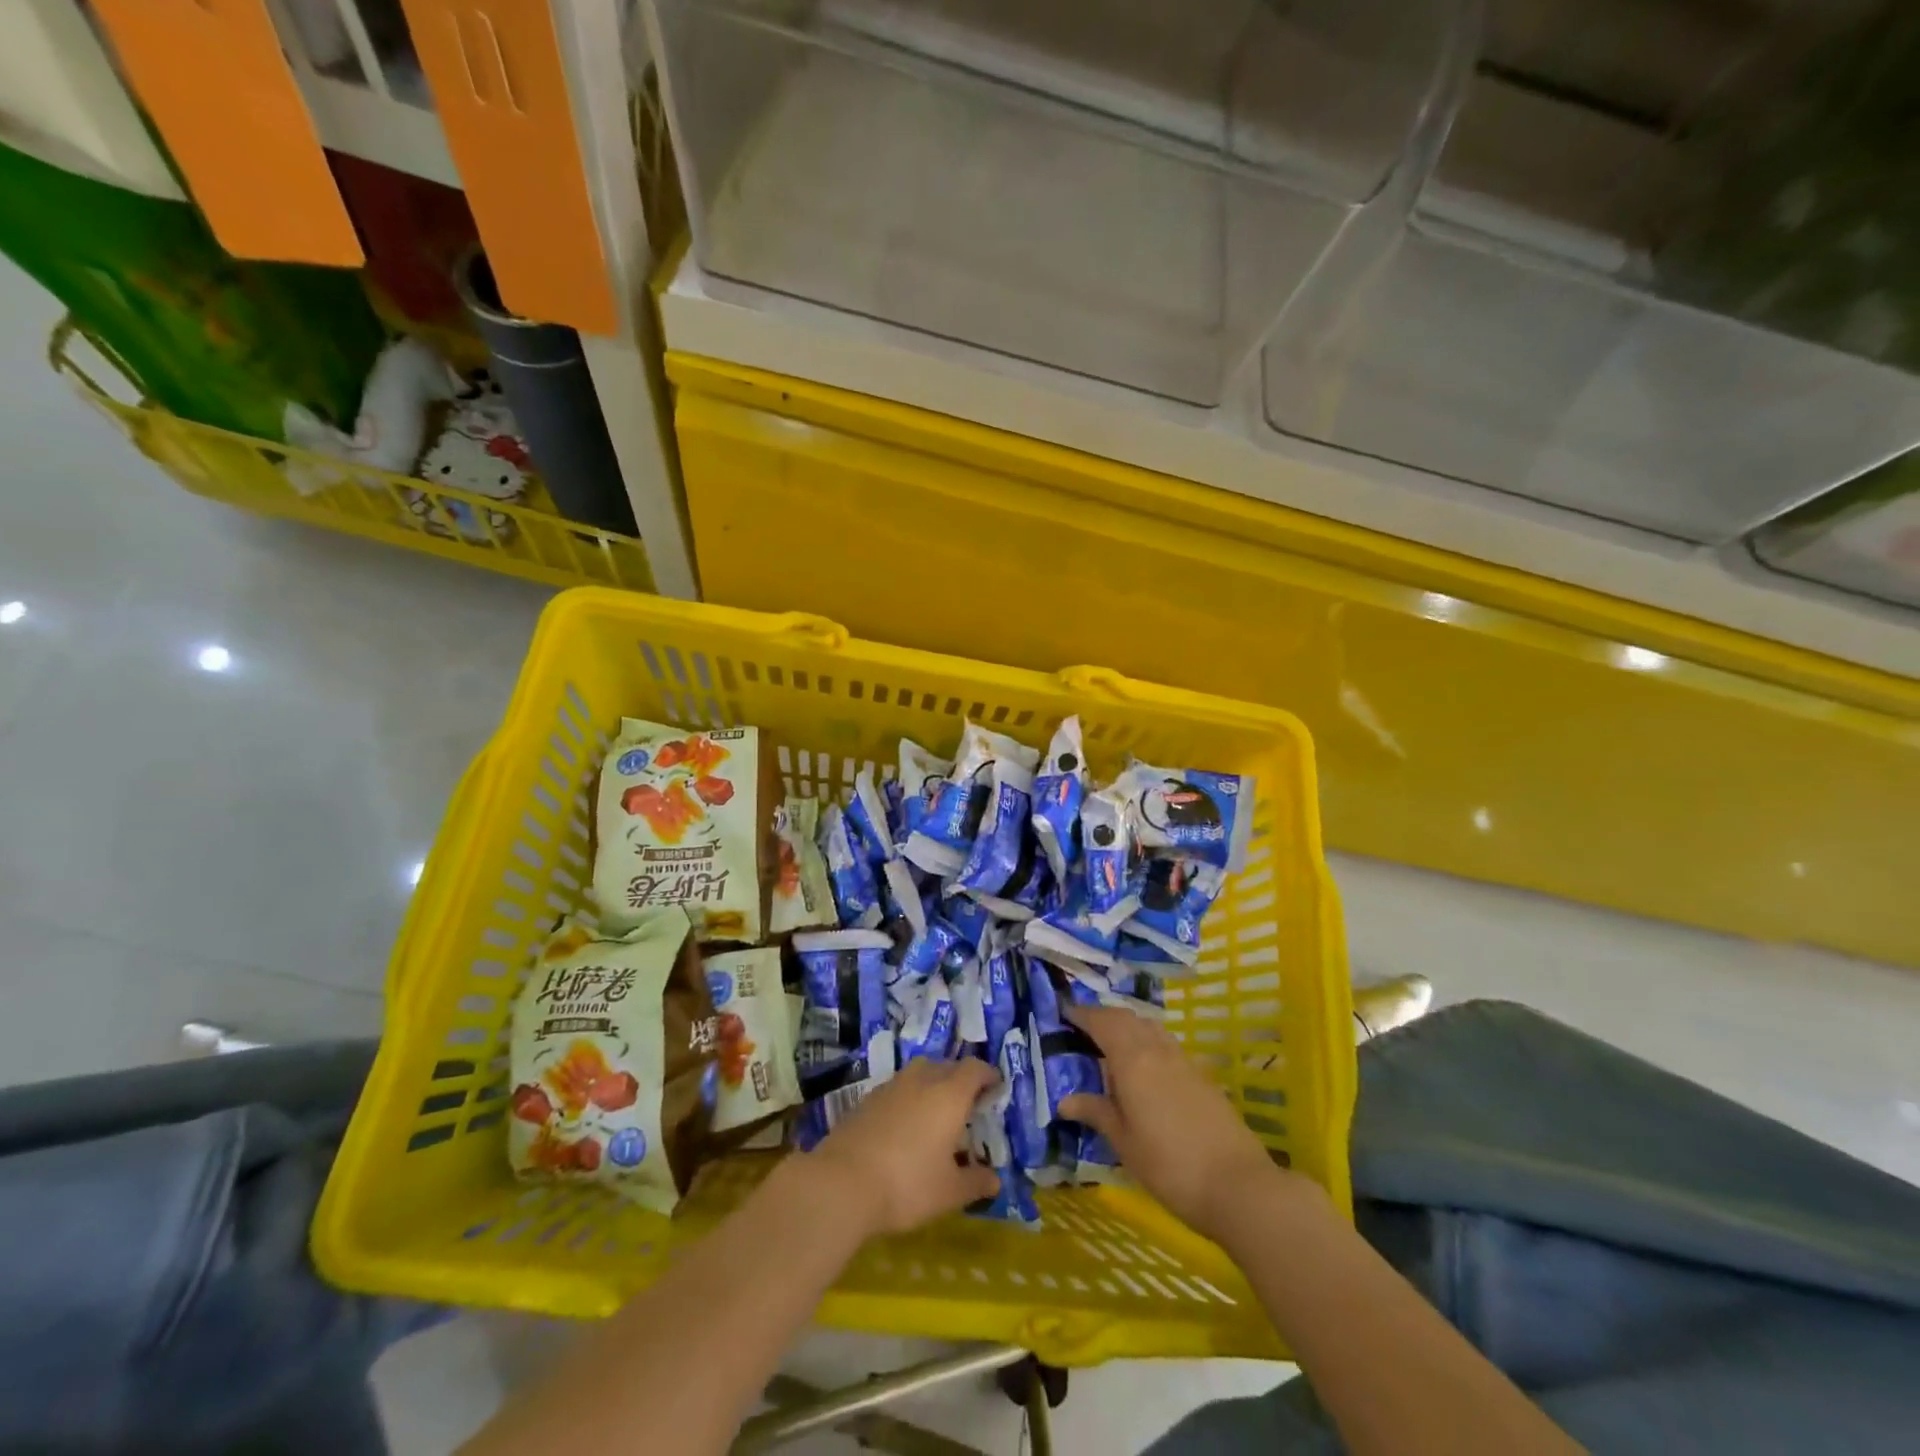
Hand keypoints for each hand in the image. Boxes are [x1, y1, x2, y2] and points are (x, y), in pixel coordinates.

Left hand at [807, 1058, 1002, 1236]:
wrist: (842, 1182)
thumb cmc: (908, 1184)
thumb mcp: (949, 1192)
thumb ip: (975, 1182)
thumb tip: (995, 1180)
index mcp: (949, 1094)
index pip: (974, 1069)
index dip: (988, 1075)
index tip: (995, 1088)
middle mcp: (922, 1080)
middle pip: (947, 1066)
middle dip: (961, 1080)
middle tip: (968, 1105)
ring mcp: (891, 1086)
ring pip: (919, 1074)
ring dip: (932, 1086)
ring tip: (936, 1114)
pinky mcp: (867, 1099)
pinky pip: (897, 1089)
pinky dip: (908, 1099)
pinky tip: (904, 1126)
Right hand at [1060, 1003, 1287, 1241]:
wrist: (1238, 1184)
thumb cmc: (1169, 1165)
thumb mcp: (1124, 1142)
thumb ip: (1096, 1112)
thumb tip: (1065, 1100)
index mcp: (1132, 1059)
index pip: (1101, 1022)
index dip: (1080, 1013)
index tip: (1062, 1010)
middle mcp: (1156, 1049)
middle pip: (1126, 1018)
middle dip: (1102, 1016)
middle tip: (1081, 1026)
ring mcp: (1183, 1060)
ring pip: (1149, 1027)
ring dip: (1127, 1025)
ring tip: (1109, 1043)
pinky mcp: (1201, 1075)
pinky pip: (1165, 1043)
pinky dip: (1146, 1040)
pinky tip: (1143, 1066)